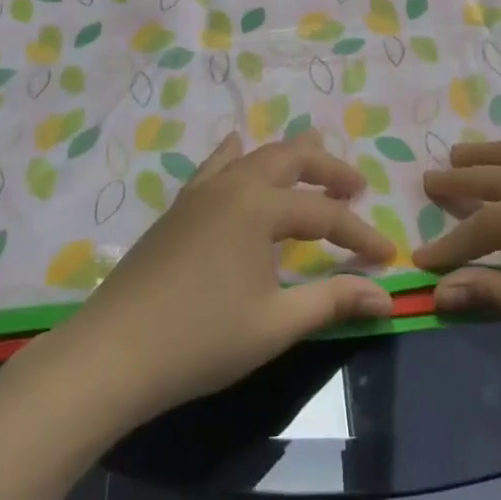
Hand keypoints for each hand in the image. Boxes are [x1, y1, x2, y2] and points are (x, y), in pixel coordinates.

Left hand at [49, 131, 394, 423]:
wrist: (113, 353)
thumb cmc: (201, 340)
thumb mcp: (275, 324)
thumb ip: (331, 301)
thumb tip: (386, 296)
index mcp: (260, 207)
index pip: (324, 215)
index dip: (359, 235)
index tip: (387, 255)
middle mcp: (233, 185)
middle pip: (291, 161)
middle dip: (328, 170)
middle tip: (356, 186)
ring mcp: (201, 192)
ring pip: (254, 157)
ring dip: (289, 158)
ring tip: (315, 154)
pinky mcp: (178, 208)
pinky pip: (214, 166)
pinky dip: (235, 155)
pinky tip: (236, 146)